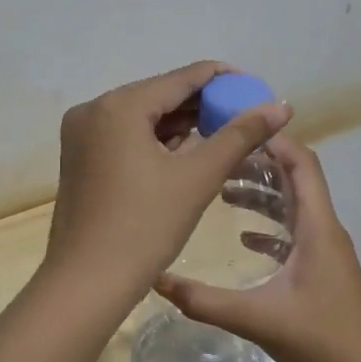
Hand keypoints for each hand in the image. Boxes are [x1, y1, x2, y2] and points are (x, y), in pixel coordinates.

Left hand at [44, 62, 291, 303]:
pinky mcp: (79, 159)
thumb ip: (240, 135)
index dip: (223, 80)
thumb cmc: (144, 227)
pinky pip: (125, 137)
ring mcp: (81, 135)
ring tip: (222, 137)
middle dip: (203, 106)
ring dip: (180, 126)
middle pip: (159, 95)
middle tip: (244, 119)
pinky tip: (184, 155)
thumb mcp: (197, 178)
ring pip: (142, 118)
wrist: (87, 282)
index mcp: (118, 106)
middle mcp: (93, 110)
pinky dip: (155, 142)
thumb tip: (281, 106)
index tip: (257, 89)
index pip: (181, 78)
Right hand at [156, 136, 360, 361]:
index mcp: (317, 227)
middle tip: (216, 157)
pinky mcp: (321, 271)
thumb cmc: (321, 341)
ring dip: (261, 194)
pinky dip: (268, 226)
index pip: (301, 164)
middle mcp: (324, 230)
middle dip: (257, 164)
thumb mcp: (257, 318)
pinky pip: (293, 233)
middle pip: (294, 179)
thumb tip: (156, 279)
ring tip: (221, 190)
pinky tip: (242, 237)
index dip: (272, 140)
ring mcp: (325, 251)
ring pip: (293, 207)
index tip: (234, 128)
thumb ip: (204, 300)